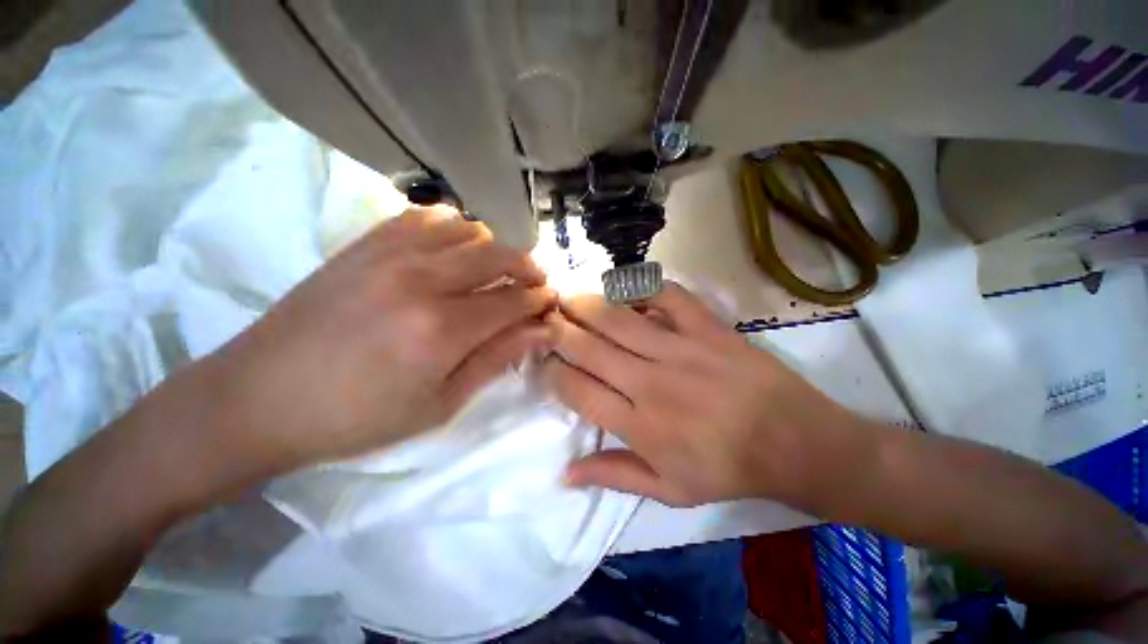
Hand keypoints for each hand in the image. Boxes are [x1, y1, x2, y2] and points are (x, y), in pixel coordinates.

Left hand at [197, 206, 556, 471]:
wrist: (261, 398)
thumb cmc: (359, 416)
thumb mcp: (440, 404)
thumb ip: (497, 359)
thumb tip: (543, 332)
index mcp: (442, 329)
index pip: (514, 300)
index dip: (539, 300)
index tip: (550, 303)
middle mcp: (422, 279)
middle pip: (499, 253)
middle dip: (528, 266)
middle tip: (535, 283)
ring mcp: (391, 253)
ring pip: (469, 228)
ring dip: (496, 245)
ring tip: (500, 267)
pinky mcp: (366, 243)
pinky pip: (427, 217)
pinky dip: (456, 228)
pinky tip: (457, 249)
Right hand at [540, 282, 862, 507]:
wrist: (796, 443)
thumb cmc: (729, 471)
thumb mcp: (670, 491)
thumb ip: (615, 476)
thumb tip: (565, 473)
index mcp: (640, 426)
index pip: (578, 390)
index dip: (554, 371)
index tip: (545, 359)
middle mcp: (651, 383)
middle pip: (590, 348)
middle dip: (558, 329)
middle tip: (543, 317)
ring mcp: (681, 350)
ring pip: (618, 319)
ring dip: (586, 304)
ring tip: (567, 295)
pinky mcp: (709, 329)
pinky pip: (669, 296)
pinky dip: (645, 286)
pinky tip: (628, 286)